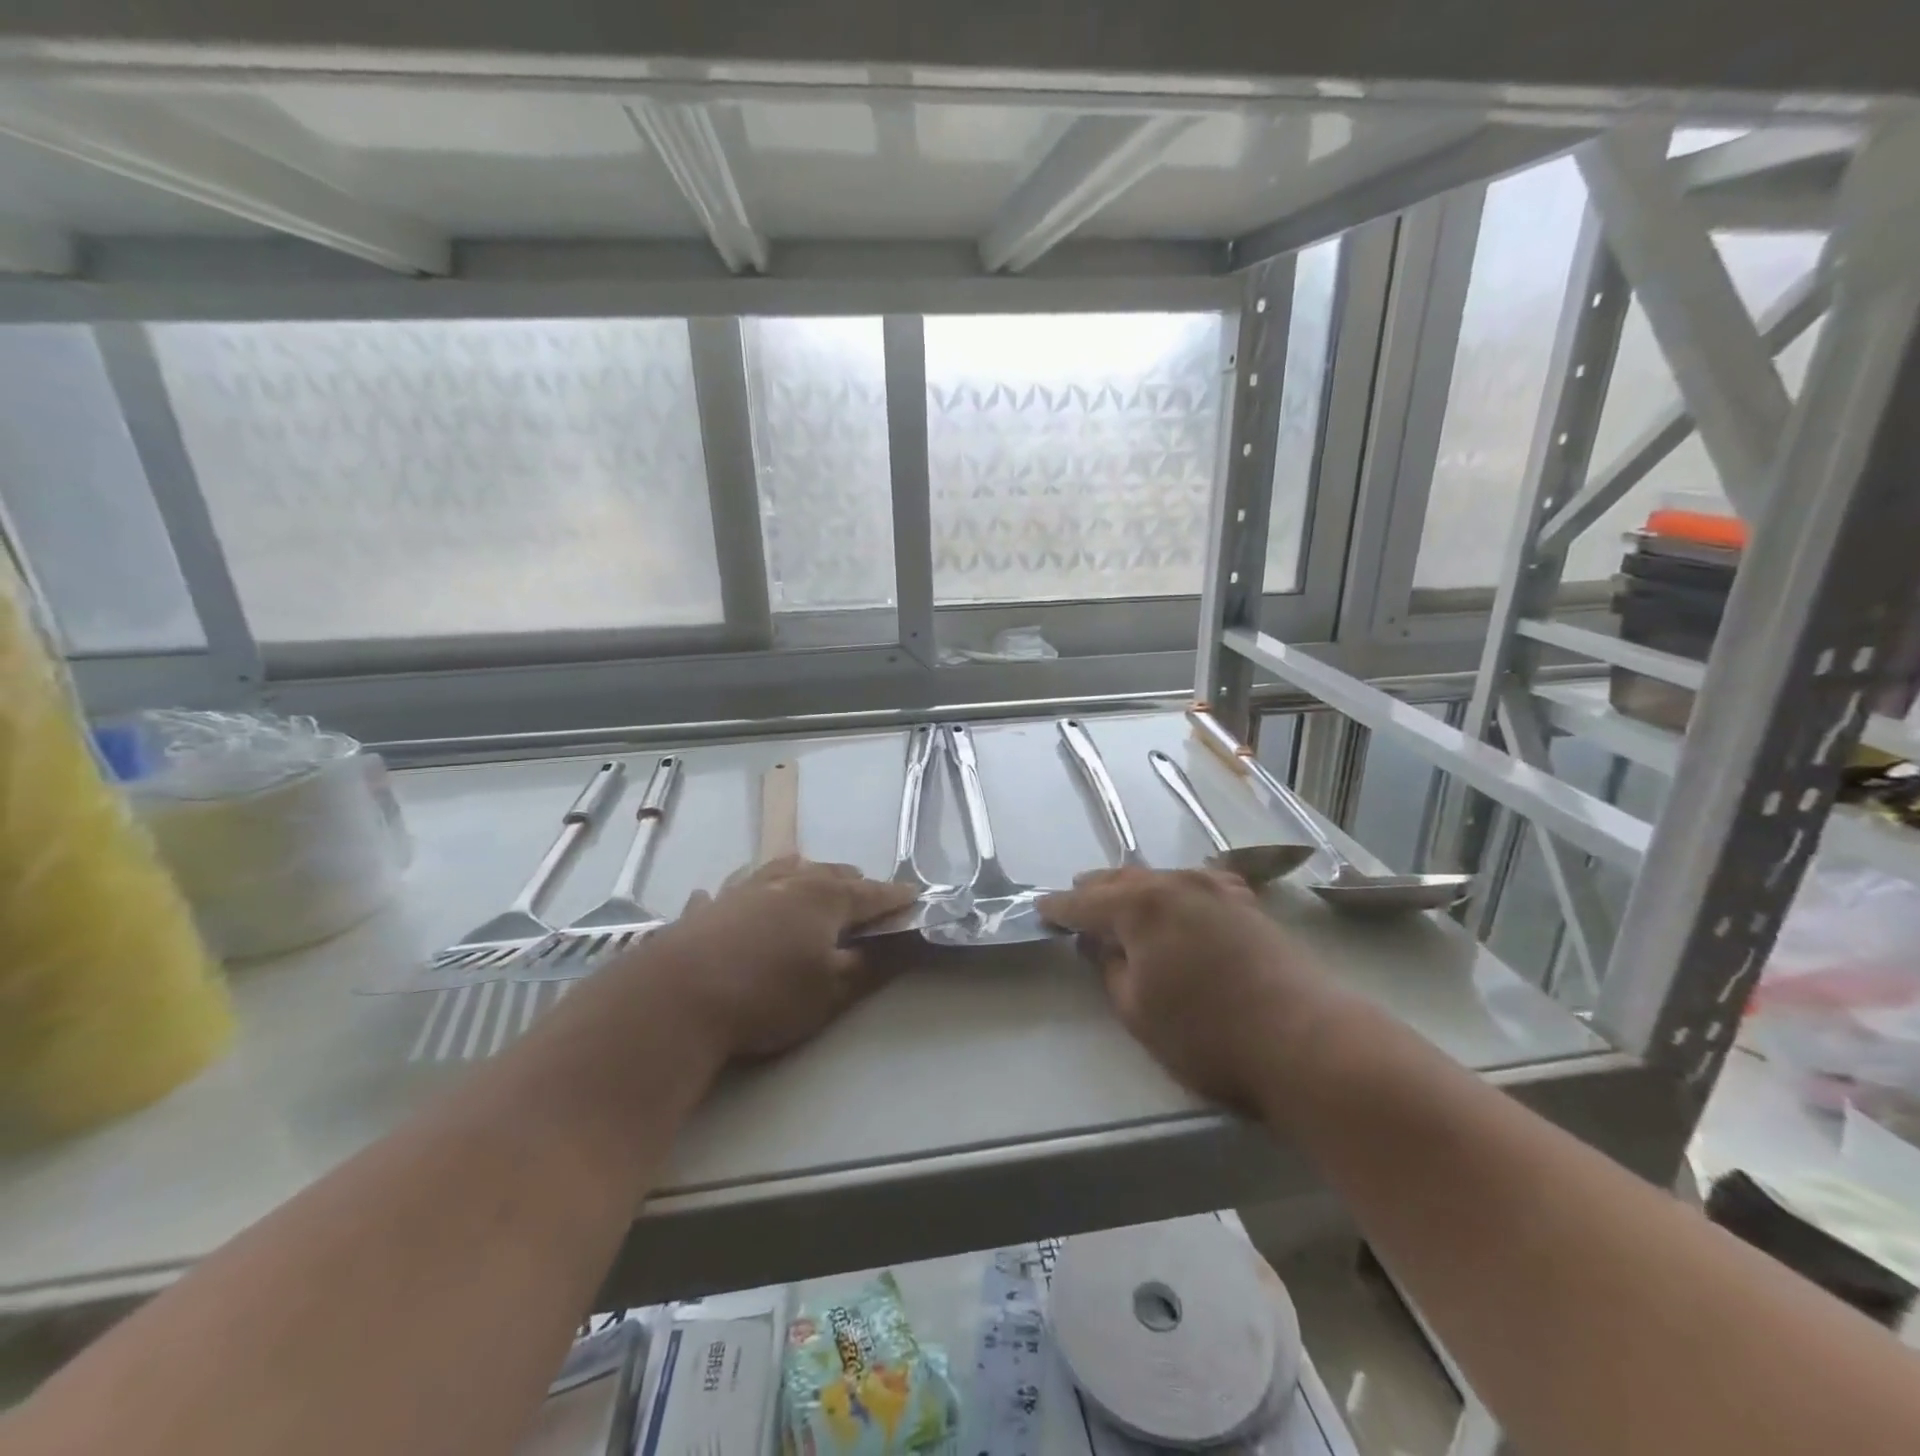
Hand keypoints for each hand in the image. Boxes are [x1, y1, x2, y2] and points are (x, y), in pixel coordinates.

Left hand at [623, 857, 915, 1062]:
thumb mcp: (830, 991)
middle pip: (827, 875)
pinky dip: (735, 895)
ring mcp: (741, 892)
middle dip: (851, 882)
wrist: (676, 999)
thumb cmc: (767, 994)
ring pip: (778, 871)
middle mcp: (785, 884)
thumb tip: (900, 947)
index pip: (871, 894)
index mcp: (823, 899)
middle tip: (866, 891)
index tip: (914, 897)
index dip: (894, 898)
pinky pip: (725, 894)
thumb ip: (869, 967)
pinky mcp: (704, 912)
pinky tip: (720, 896)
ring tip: (806, 872)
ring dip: (799, 873)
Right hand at [1039, 868, 1337, 1111]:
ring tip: (1119, 897)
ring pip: (1160, 878)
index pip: (1086, 903)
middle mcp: (1176, 884)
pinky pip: (1196, 884)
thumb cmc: (1208, 1034)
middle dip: (1095, 890)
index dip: (1061, 908)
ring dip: (1134, 887)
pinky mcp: (1247, 904)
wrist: (1307, 1040)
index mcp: (1140, 907)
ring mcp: (1216, 889)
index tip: (1041, 909)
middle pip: (1123, 880)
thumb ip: (1110, 970)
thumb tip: (1099, 943)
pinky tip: (1179, 899)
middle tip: (1075, 899)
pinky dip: (1174, 890)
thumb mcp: (1138, 1011)